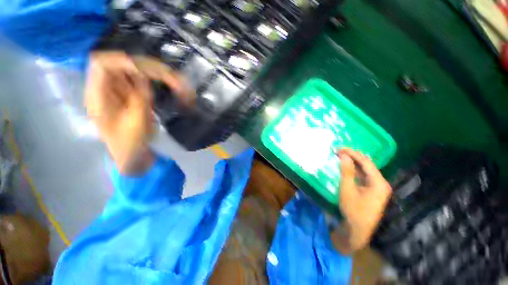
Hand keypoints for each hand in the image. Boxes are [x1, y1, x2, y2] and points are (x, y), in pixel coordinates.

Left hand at [85, 52, 192, 173]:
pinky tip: (172, 86)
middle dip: (148, 68)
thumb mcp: (135, 123)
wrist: (132, 154)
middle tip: (172, 78)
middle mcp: (108, 88)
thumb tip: (144, 76)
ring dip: (157, 74)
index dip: (122, 62)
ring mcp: (121, 91)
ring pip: (136, 71)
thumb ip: (138, 98)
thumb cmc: (129, 143)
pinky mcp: (133, 94)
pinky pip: (145, 81)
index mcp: (98, 96)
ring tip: (177, 83)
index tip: (145, 72)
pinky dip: (159, 81)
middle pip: (123, 64)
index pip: (102, 65)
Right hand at [331, 149, 391, 254]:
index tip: (340, 148)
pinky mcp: (373, 191)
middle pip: (367, 165)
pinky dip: (355, 170)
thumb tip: (344, 155)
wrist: (358, 230)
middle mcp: (381, 183)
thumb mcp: (347, 189)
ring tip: (342, 155)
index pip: (366, 162)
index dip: (353, 153)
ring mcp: (378, 187)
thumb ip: (346, 171)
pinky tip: (348, 166)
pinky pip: (364, 176)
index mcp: (379, 182)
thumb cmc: (353, 209)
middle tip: (339, 150)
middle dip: (353, 156)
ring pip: (366, 170)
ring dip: (354, 162)